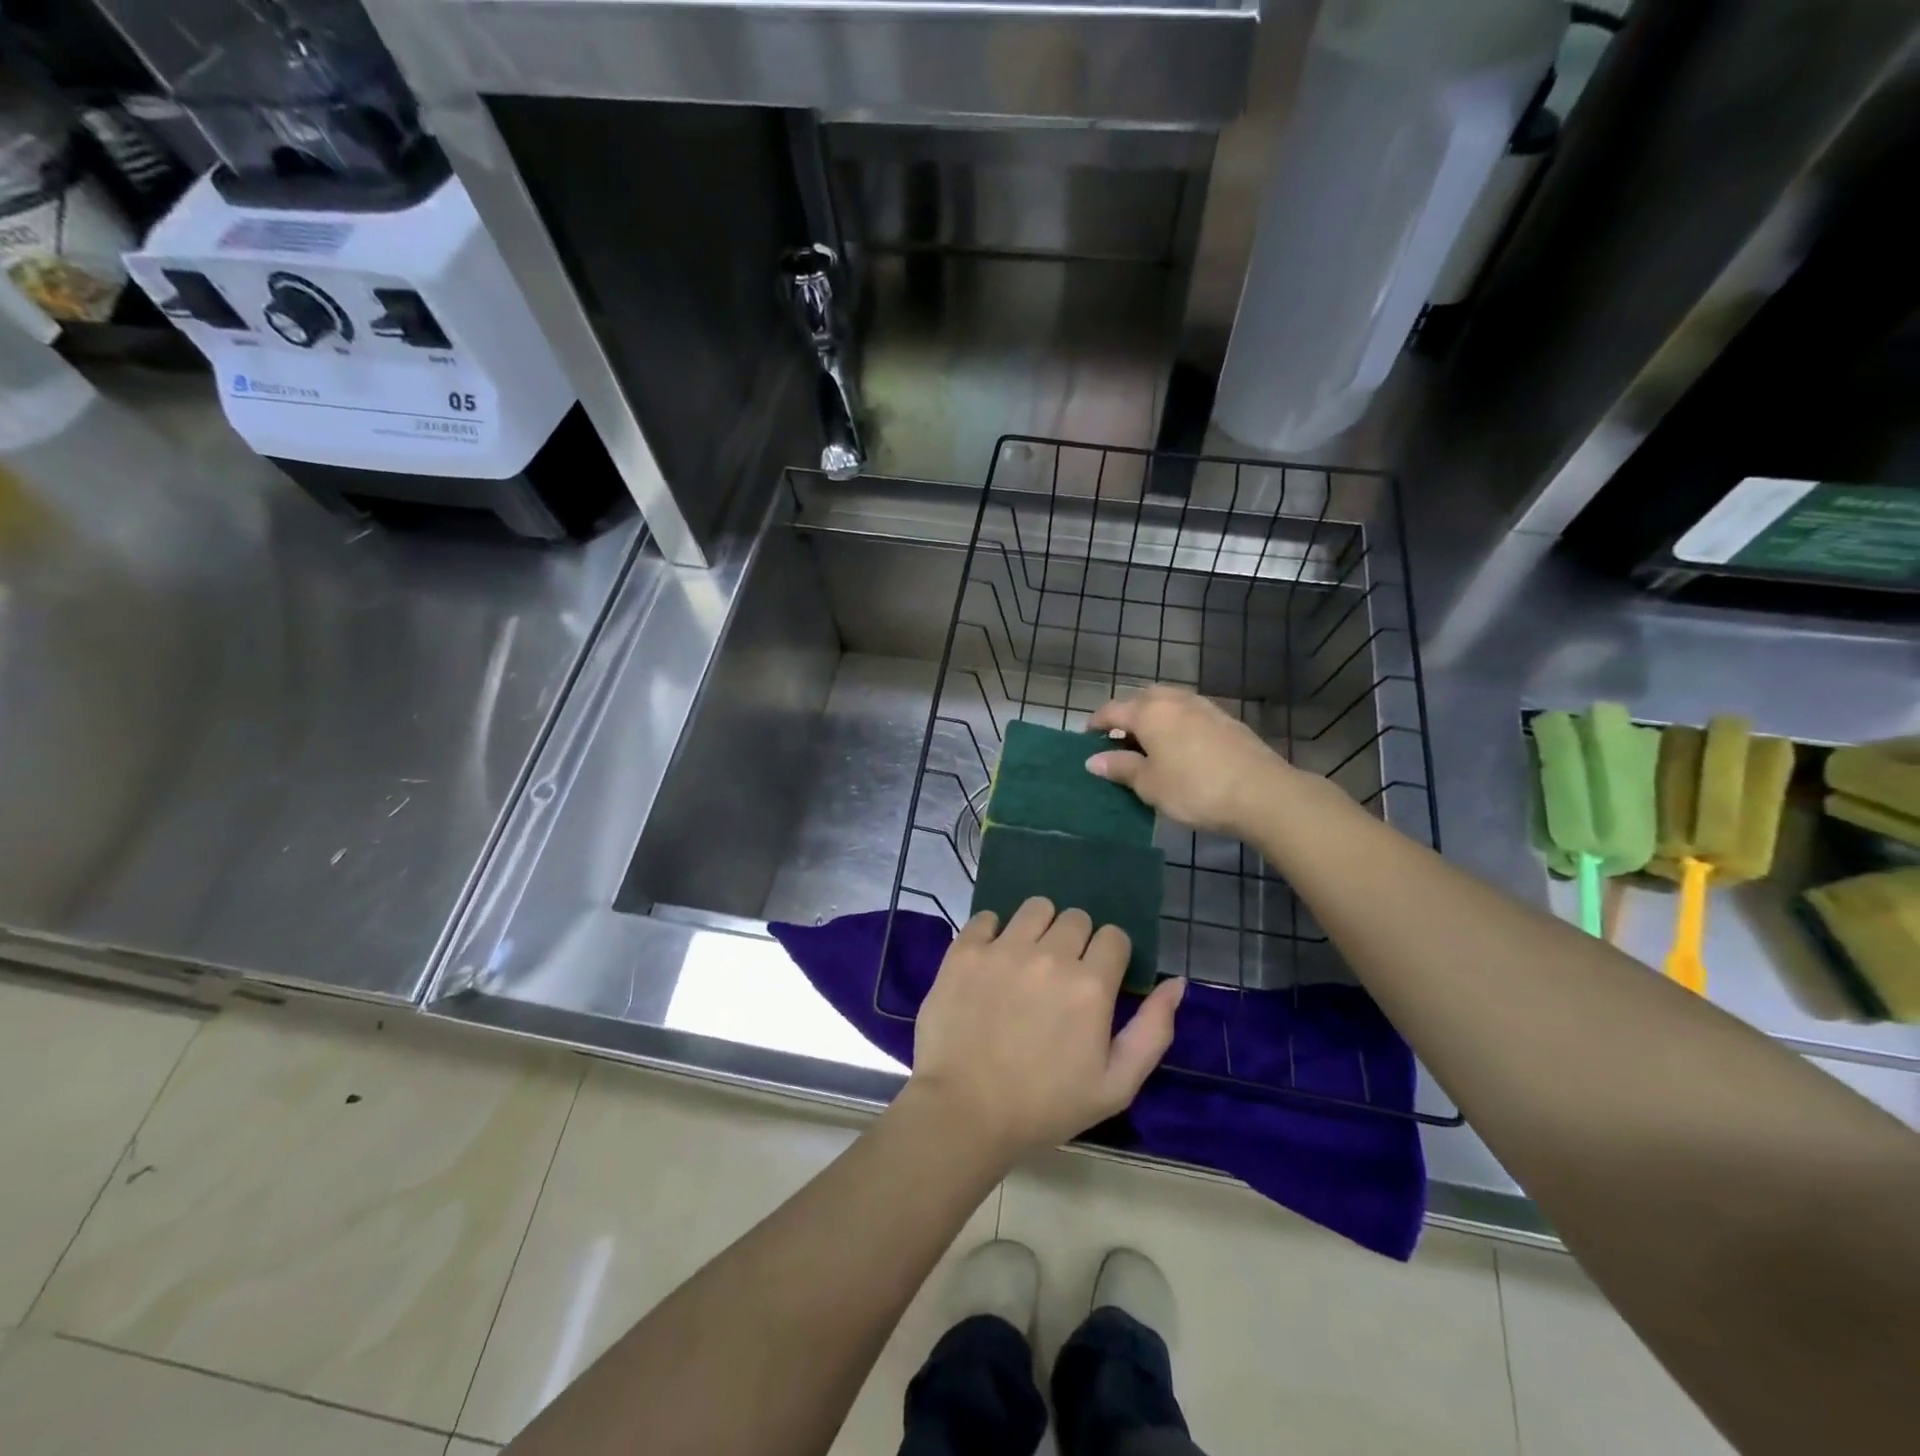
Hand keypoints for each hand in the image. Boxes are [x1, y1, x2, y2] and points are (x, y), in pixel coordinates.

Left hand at [908, 898, 1184, 1161]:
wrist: (965, 1112)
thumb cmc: (1045, 1106)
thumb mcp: (1116, 1085)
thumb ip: (1153, 1030)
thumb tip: (1176, 983)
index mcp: (1090, 985)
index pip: (1114, 936)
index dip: (1110, 956)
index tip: (1097, 979)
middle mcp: (1049, 955)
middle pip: (1076, 917)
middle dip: (1076, 940)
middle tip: (1061, 975)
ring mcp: (1003, 949)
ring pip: (1035, 907)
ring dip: (1039, 926)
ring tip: (1027, 959)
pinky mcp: (965, 951)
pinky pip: (987, 917)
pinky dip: (992, 933)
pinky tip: (991, 962)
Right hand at [1086, 685, 1296, 836]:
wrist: (1261, 792)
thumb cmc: (1194, 789)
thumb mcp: (1149, 784)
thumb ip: (1120, 767)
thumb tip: (1093, 760)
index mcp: (1149, 712)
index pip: (1112, 710)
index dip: (1096, 723)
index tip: (1086, 738)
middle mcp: (1174, 700)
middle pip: (1141, 699)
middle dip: (1126, 716)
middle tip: (1119, 741)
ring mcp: (1204, 707)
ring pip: (1168, 703)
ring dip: (1153, 717)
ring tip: (1149, 744)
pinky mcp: (1226, 719)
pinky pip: (1189, 713)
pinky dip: (1176, 724)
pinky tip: (1181, 747)